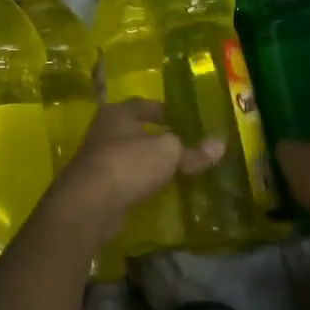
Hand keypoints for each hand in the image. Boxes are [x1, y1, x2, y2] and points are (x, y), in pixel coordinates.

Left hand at [49, 99, 222, 243]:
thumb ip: (192, 150)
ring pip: (130, 156)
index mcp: (118, 113)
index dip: (166, 111)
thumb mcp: (168, 153)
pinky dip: (140, 181)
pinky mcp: (97, 187)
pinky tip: (156, 188)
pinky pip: (126, 179)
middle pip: (136, 131)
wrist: (89, 205)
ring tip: (174, 168)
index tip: (185, 119)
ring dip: (148, 162)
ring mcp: (98, 160)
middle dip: (157, 137)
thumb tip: (220, 145)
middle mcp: (104, 131)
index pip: (145, 105)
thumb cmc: (129, 164)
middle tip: (184, 144)